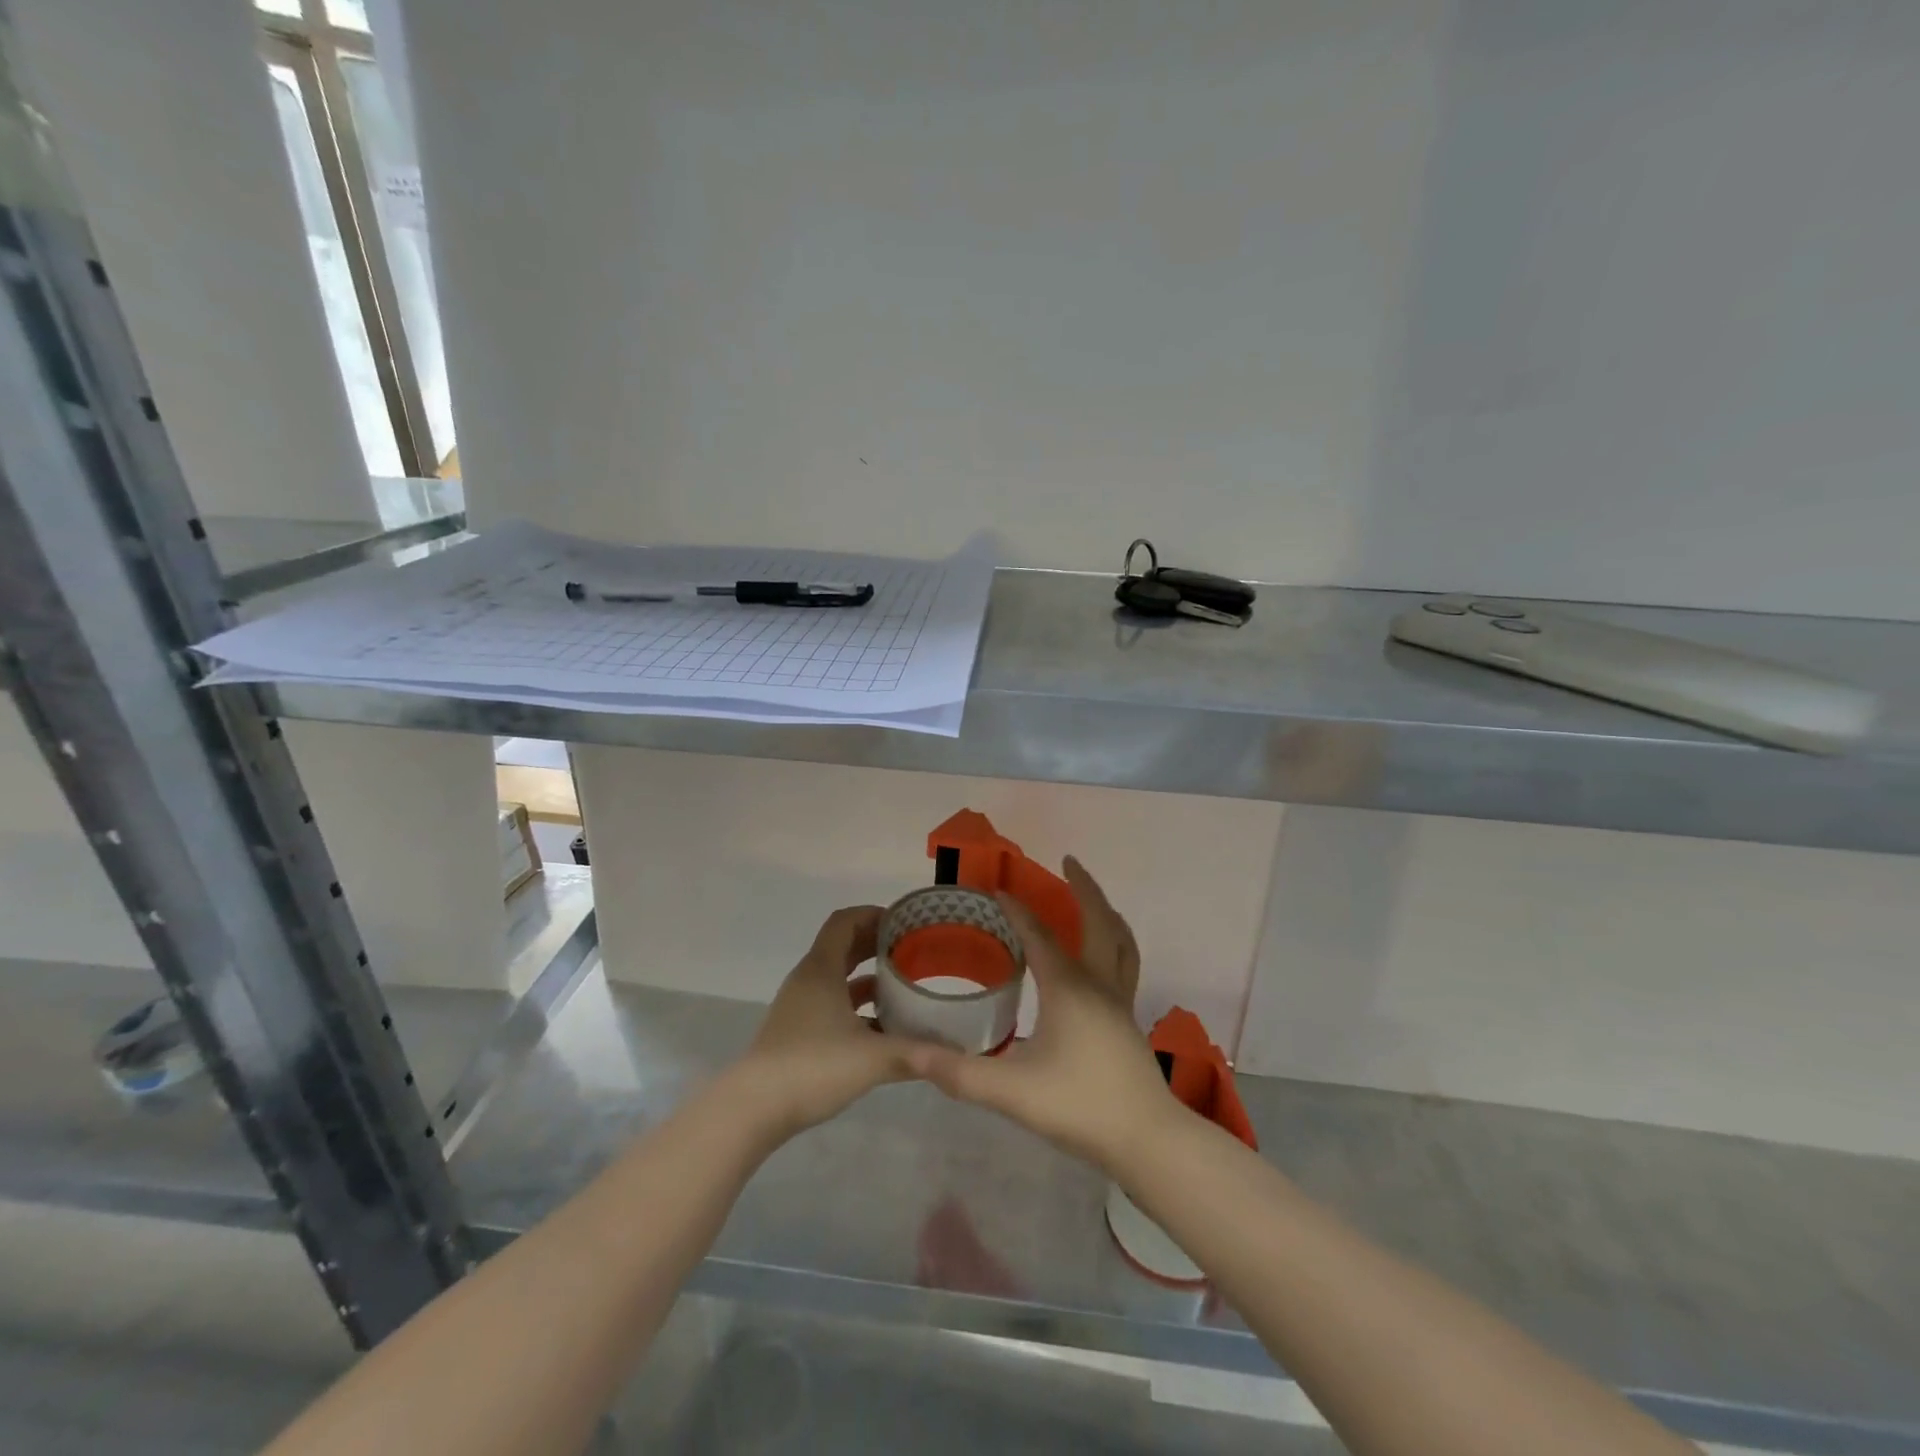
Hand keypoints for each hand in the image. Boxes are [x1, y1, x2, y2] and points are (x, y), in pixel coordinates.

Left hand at [724, 906, 918, 1142]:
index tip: (904, 922)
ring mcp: (800, 1007)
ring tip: (903, 987)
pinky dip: (857, 1006)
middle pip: (842, 946)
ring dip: (868, 977)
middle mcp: (809, 980)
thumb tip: (959, 1054)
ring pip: (837, 978)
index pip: (845, 921)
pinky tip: (882, 1028)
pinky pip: (832, 1004)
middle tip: (912, 950)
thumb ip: (917, 1053)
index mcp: (821, 969)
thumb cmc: (813, 1066)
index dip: (873, 914)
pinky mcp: (797, 1032)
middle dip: (876, 944)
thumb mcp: (873, 1058)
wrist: (753, 1109)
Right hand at [903, 858, 1181, 1172]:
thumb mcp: (1012, 1091)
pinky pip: (1125, 963)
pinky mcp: (1128, 1020)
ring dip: (1105, 912)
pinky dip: (1114, 942)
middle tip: (1069, 862)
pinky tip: (1101, 960)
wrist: (1147, 1139)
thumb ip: (960, 1073)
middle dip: (1083, 887)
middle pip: (1098, 921)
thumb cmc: (1080, 1106)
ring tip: (1091, 898)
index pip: (1039, 936)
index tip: (998, 891)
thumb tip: (912, 1054)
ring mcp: (1120, 1001)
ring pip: (1121, 941)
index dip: (1017, 911)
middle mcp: (1098, 984)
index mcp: (1069, 988)